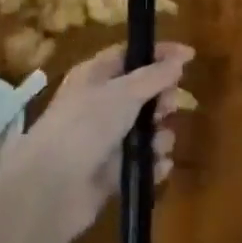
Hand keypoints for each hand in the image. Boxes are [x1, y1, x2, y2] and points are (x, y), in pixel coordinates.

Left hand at [0, 42, 194, 242]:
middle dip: (163, 100)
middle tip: (167, 107)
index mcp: (94, 77)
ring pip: (148, 131)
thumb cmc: (85, 126)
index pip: (130, 55)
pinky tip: (156, 167)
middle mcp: (100, 105)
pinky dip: (153, 164)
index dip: (159, 54)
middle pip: (144, 94)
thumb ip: (155, 76)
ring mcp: (106, 141)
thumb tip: (180, 58)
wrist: (51, 188)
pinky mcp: (112, 173)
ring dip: (161, 136)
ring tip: (157, 145)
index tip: (190, 56)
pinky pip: (143, 162)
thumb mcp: (123, 93)